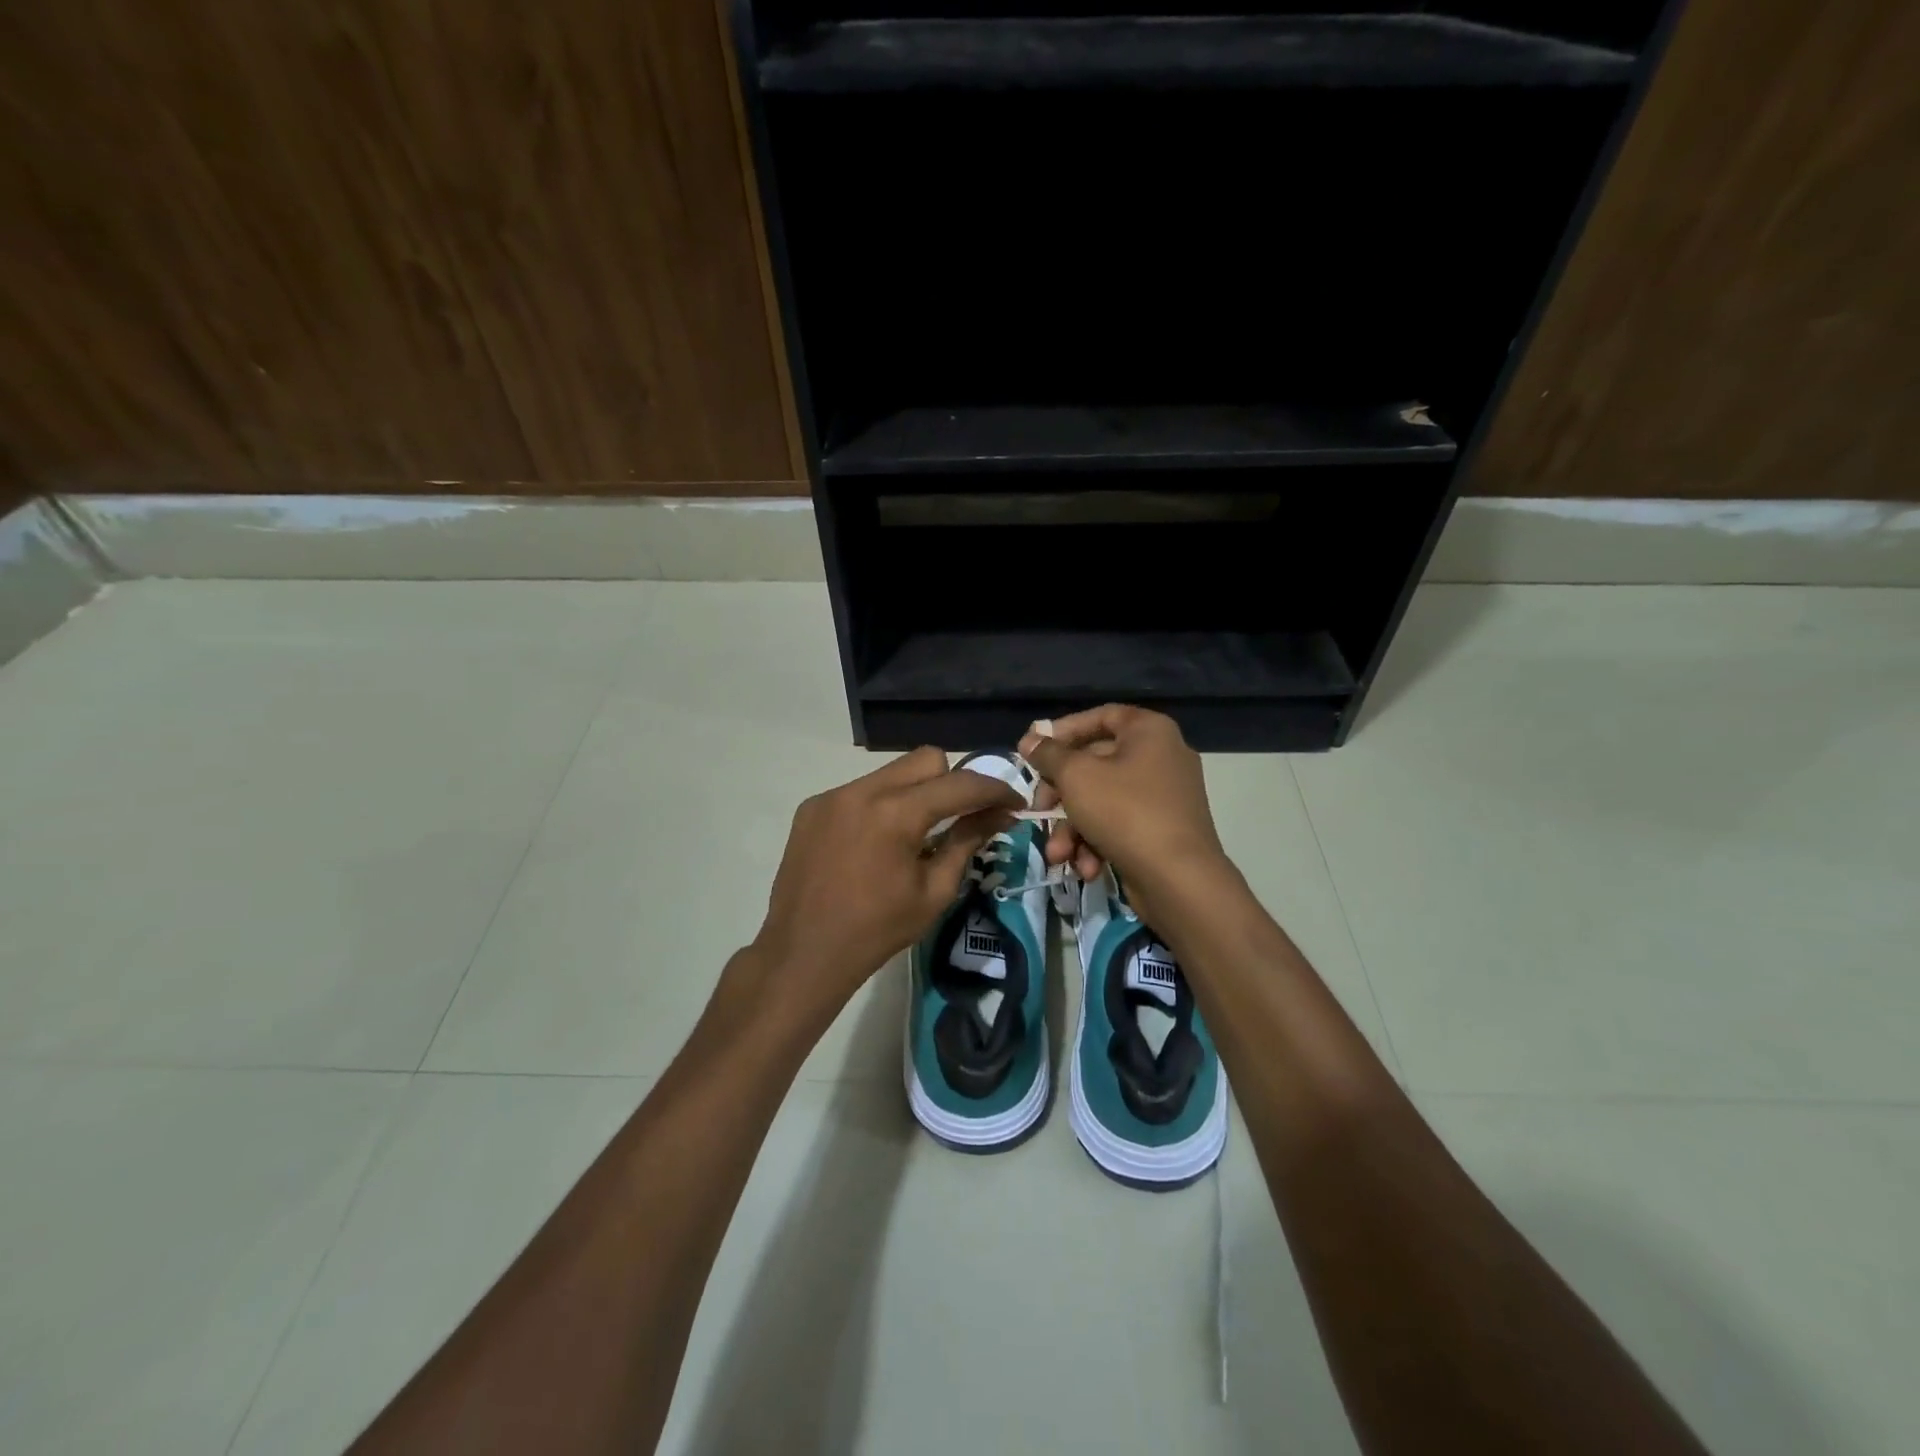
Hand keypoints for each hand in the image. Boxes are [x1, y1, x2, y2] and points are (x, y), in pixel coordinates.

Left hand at [747, 747, 1019, 1026]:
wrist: (803, 953)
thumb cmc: (877, 931)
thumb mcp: (934, 892)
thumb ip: (967, 842)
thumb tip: (999, 815)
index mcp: (896, 814)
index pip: (960, 784)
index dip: (995, 790)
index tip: (1013, 803)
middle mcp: (862, 791)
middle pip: (926, 760)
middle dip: (953, 782)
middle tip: (963, 816)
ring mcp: (832, 795)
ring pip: (892, 772)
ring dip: (916, 792)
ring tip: (919, 831)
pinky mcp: (813, 807)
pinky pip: (861, 790)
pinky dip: (882, 804)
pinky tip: (878, 842)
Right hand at [1020, 705, 1228, 924]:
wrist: (1179, 880)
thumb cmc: (1125, 812)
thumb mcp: (1076, 776)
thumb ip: (1049, 755)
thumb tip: (1029, 740)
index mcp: (1149, 731)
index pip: (1099, 716)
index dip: (1062, 731)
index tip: (1033, 751)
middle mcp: (1161, 756)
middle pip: (1094, 764)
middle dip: (1059, 795)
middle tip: (1038, 811)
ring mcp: (1163, 796)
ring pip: (1101, 801)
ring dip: (1072, 828)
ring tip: (1058, 854)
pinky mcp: (1161, 830)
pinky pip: (1119, 825)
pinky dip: (1097, 843)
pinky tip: (1086, 868)